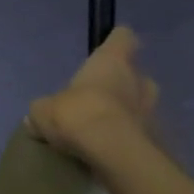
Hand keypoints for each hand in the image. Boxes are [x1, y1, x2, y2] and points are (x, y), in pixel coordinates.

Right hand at [27, 27, 159, 162]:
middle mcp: (138, 81)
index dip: (116, 41)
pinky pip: (142, 135)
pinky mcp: (158, 141)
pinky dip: (129, 139)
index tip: (107, 47)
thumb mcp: (43, 111)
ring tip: (104, 127)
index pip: (122, 38)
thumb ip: (42, 110)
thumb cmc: (79, 115)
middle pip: (136, 75)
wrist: (115, 155)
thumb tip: (35, 118)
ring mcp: (153, 112)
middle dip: (123, 84)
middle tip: (101, 96)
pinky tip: (110, 151)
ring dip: (128, 114)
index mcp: (112, 63)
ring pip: (142, 106)